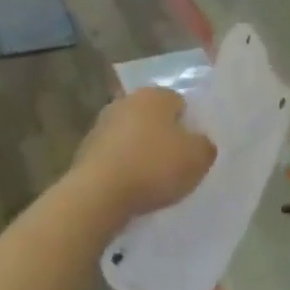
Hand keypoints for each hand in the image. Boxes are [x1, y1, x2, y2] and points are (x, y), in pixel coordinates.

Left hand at [73, 88, 215, 223]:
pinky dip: (122, 169)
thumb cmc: (153, 167)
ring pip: (132, 137)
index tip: (192, 151)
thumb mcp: (198, 158)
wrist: (98, 195)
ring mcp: (101, 125)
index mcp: (154, 95)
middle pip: (153, 119)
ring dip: (140, 153)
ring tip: (152, 182)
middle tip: (175, 165)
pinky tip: (130, 190)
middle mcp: (125, 102)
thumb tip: (199, 143)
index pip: (180, 103)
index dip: (190, 126)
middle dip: (163, 138)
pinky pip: (114, 157)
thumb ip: (205, 146)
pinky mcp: (84, 151)